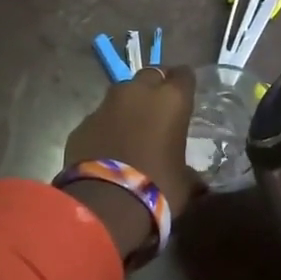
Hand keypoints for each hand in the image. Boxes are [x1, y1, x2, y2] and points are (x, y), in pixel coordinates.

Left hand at [63, 65, 200, 213]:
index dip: (185, 84)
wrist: (106, 204)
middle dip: (155, 89)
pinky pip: (100, 117)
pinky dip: (107, 127)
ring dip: (129, 106)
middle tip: (159, 111)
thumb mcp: (185, 183)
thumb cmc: (157, 187)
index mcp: (171, 100)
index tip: (186, 98)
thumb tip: (197, 181)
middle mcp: (138, 93)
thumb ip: (191, 173)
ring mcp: (106, 105)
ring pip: (122, 94)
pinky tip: (109, 148)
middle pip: (150, 75)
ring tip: (133, 130)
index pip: (184, 75)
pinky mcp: (83, 123)